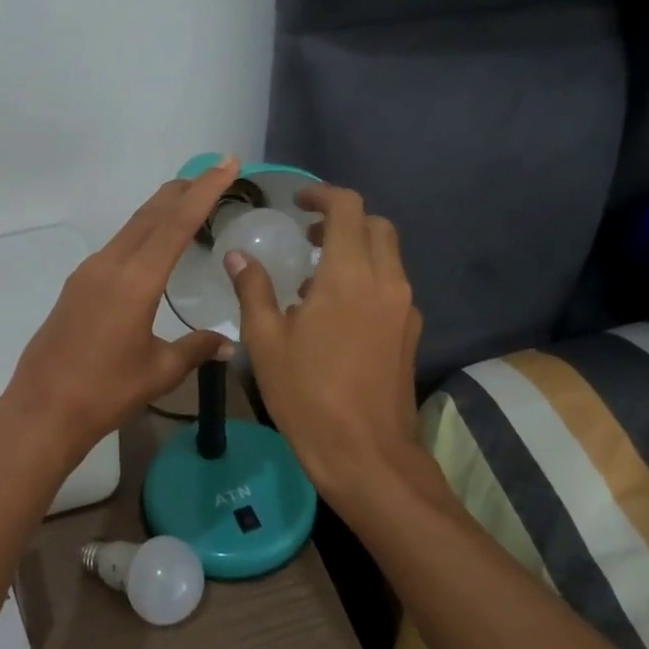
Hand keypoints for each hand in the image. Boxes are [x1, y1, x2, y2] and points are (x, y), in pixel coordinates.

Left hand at [0, 158, 240, 461]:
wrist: (42, 410)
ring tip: (187, 202)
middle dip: (183, 191)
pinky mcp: (76, 286)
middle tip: (212, 174)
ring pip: (131, 228)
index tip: (226, 163)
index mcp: (136, 280)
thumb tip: (228, 343)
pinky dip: (141, 234)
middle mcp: (110, 265)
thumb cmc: (105, 392)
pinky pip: (117, 247)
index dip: (205, 190)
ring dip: (160, 211)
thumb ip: (196, 349)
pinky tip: (151, 247)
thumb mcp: (159, 371)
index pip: (177, 223)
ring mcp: (88, 273)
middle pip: (151, 215)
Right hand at [227, 184, 423, 500]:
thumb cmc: (307, 394)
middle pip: (375, 226)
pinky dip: (367, 279)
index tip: (298, 202)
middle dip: (342, 221)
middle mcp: (386, 281)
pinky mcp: (410, 332)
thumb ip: (253, 289)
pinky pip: (392, 286)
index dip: (322, 195)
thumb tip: (238, 255)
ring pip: (388, 256)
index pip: (348, 208)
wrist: (366, 454)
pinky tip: (336, 313)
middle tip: (306, 237)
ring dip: (356, 250)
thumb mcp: (266, 341)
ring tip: (314, 277)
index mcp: (349, 275)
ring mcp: (404, 308)